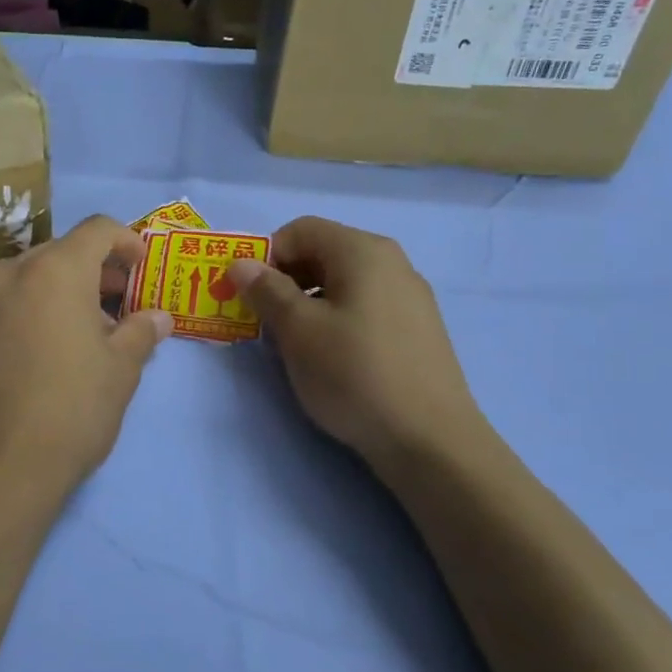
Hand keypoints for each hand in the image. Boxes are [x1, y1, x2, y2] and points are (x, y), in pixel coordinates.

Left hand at [0, 215, 172, 527]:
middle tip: (126, 301)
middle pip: (64, 251)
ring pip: (36, 275)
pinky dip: (41, 305)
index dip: (127, 241)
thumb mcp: (120, 370)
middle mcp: (13, 272)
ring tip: (96, 328)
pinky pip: (14, 299)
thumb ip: (141, 331)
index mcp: (55, 269)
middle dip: (99, 269)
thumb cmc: (72, 408)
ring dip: (70, 288)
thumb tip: (158, 318)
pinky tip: (59, 344)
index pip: (97, 229)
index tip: (143, 267)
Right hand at [228, 217, 487, 470]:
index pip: (300, 230)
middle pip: (323, 252)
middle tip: (264, 321)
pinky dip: (336, 319)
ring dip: (308, 302)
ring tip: (294, 344)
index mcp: (362, 251)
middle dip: (285, 280)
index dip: (266, 256)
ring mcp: (410, 296)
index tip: (248, 295)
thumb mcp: (298, 330)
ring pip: (342, 282)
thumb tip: (241, 263)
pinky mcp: (417, 329)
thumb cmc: (354, 374)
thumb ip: (266, 290)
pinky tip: (331, 358)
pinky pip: (364, 306)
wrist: (430, 441)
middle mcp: (391, 262)